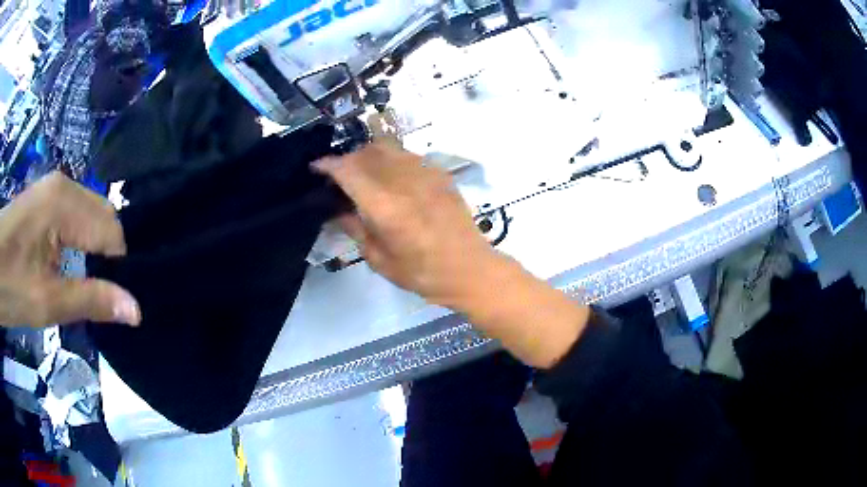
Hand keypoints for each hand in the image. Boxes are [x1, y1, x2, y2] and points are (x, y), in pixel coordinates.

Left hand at [0, 172, 140, 327]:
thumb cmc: (9, 285)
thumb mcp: (45, 302)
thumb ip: (89, 301)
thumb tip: (136, 310)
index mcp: (64, 202)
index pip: (112, 232)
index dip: (117, 269)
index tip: (110, 301)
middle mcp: (64, 185)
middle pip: (105, 217)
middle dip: (107, 256)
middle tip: (96, 295)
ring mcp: (54, 188)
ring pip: (92, 216)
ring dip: (94, 250)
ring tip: (83, 282)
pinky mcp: (45, 198)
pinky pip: (77, 216)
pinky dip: (81, 241)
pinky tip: (70, 264)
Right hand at [313, 142, 498, 309]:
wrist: (470, 269)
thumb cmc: (422, 273)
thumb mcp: (379, 259)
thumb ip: (355, 228)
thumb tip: (338, 209)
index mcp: (385, 205)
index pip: (348, 170)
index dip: (328, 165)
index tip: (316, 168)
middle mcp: (404, 180)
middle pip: (367, 152)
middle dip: (347, 160)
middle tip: (340, 177)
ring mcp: (425, 173)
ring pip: (388, 148)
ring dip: (369, 156)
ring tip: (364, 175)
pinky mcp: (440, 174)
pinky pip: (408, 155)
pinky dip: (391, 160)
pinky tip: (392, 179)